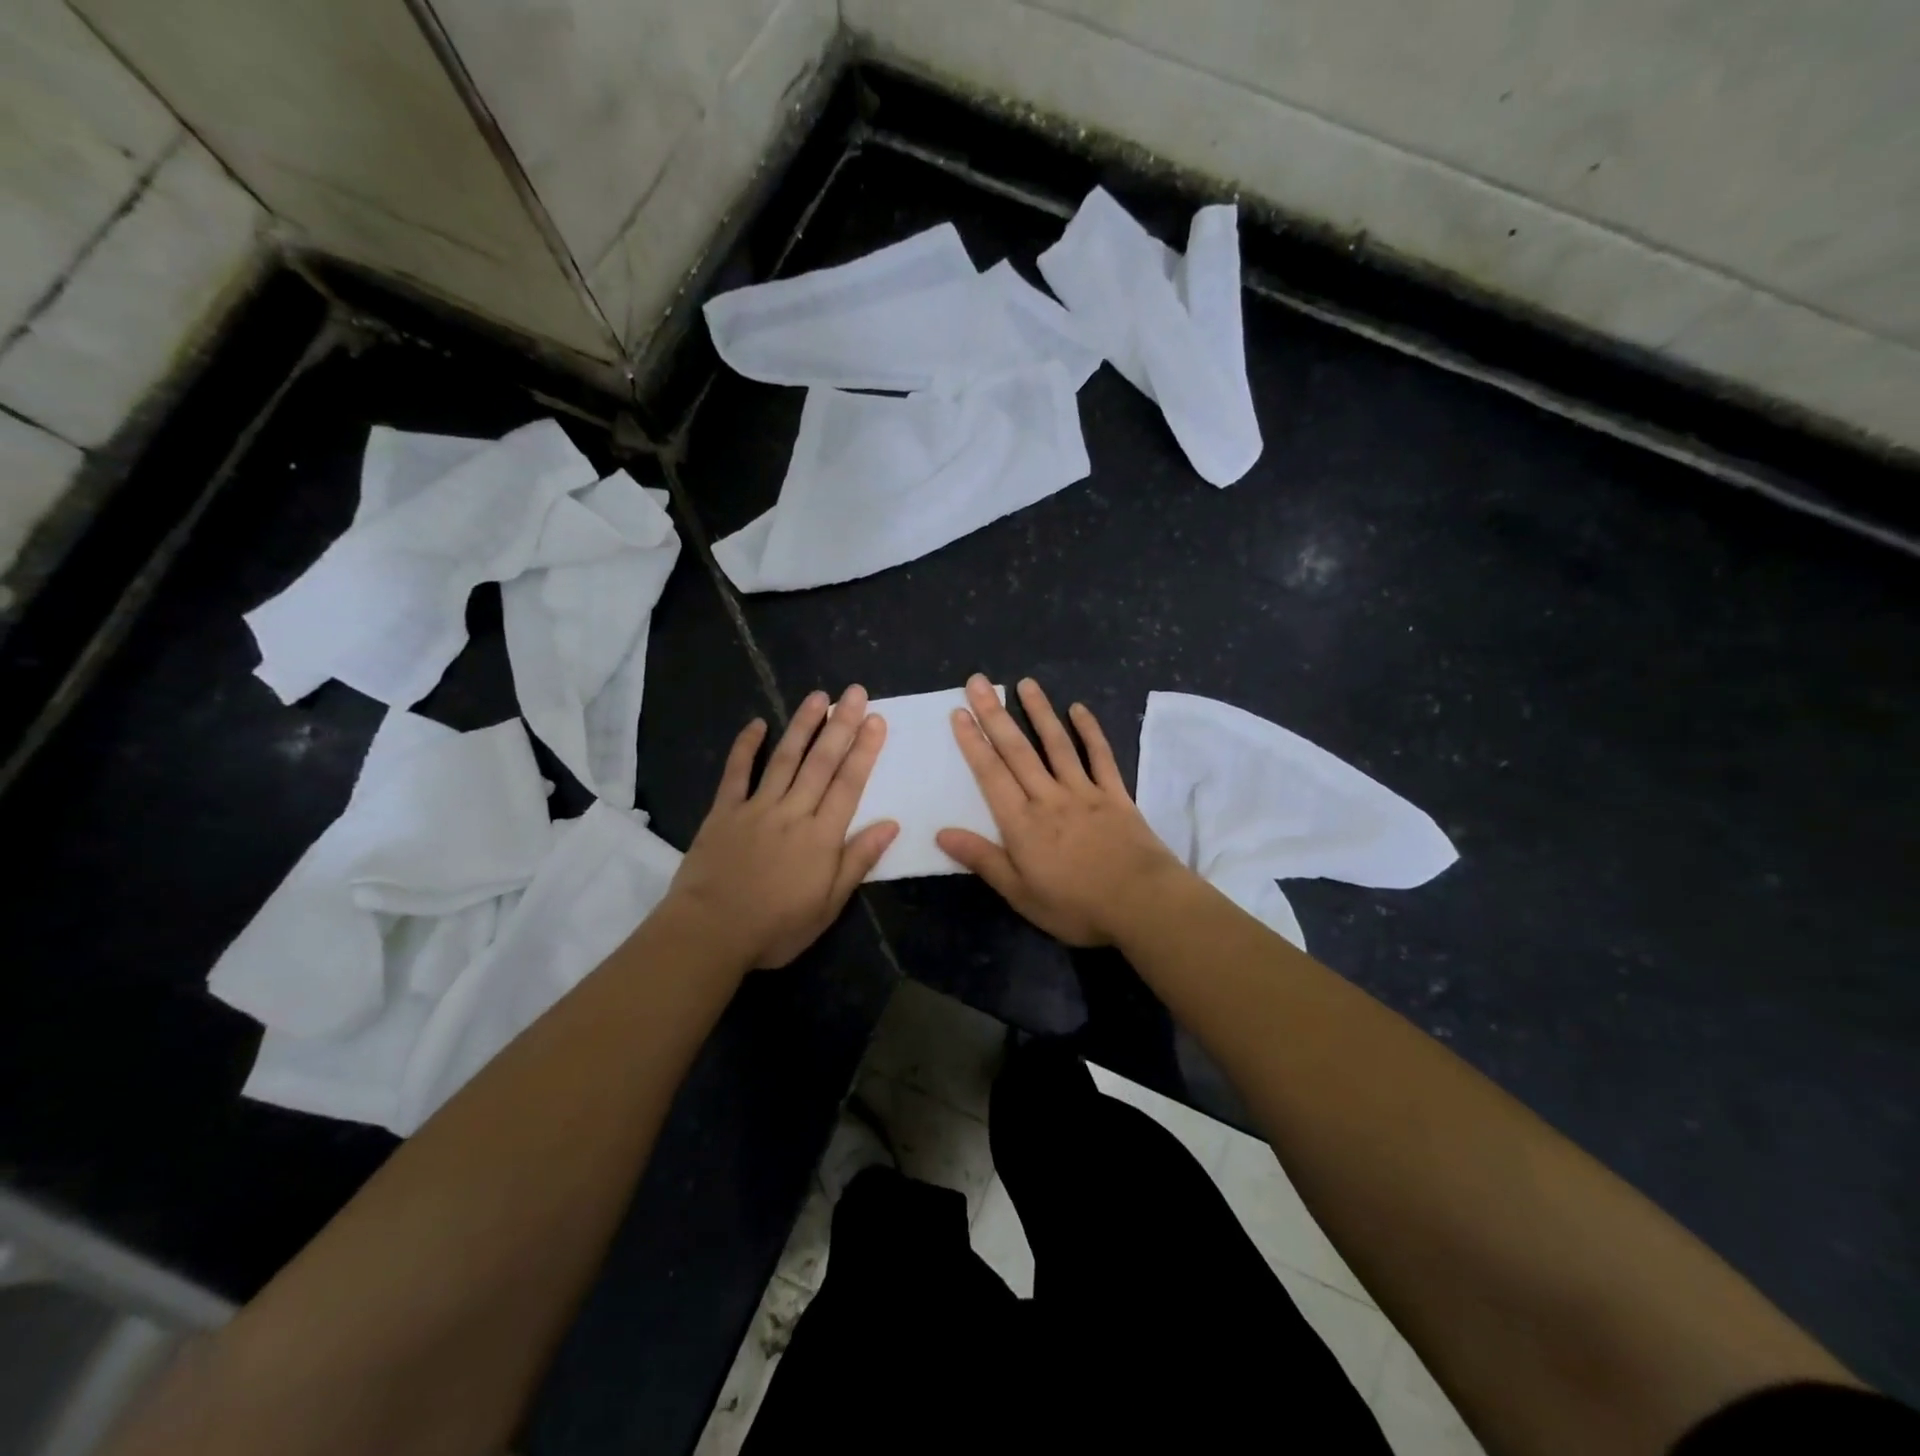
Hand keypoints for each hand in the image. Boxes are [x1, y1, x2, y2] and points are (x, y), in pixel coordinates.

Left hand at [666, 687, 898, 969]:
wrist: (709, 932)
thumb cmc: (776, 927)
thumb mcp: (828, 905)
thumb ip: (858, 861)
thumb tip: (891, 824)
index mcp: (822, 837)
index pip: (849, 784)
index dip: (864, 750)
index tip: (876, 719)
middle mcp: (793, 812)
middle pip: (821, 763)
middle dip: (840, 725)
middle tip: (855, 693)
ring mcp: (757, 808)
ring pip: (784, 758)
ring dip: (803, 725)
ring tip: (818, 696)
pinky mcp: (724, 811)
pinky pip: (737, 773)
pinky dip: (746, 746)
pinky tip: (757, 723)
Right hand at [937, 675, 1189, 945]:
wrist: (1143, 904)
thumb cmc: (1077, 906)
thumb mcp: (1021, 894)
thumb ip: (983, 860)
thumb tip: (942, 833)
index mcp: (1022, 823)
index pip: (991, 774)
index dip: (973, 742)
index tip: (959, 713)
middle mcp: (1049, 797)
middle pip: (1018, 750)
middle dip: (995, 714)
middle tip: (978, 682)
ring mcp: (1085, 791)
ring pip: (1056, 744)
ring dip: (1039, 712)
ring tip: (1025, 683)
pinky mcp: (1116, 794)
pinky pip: (1100, 756)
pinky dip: (1089, 731)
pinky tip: (1078, 709)